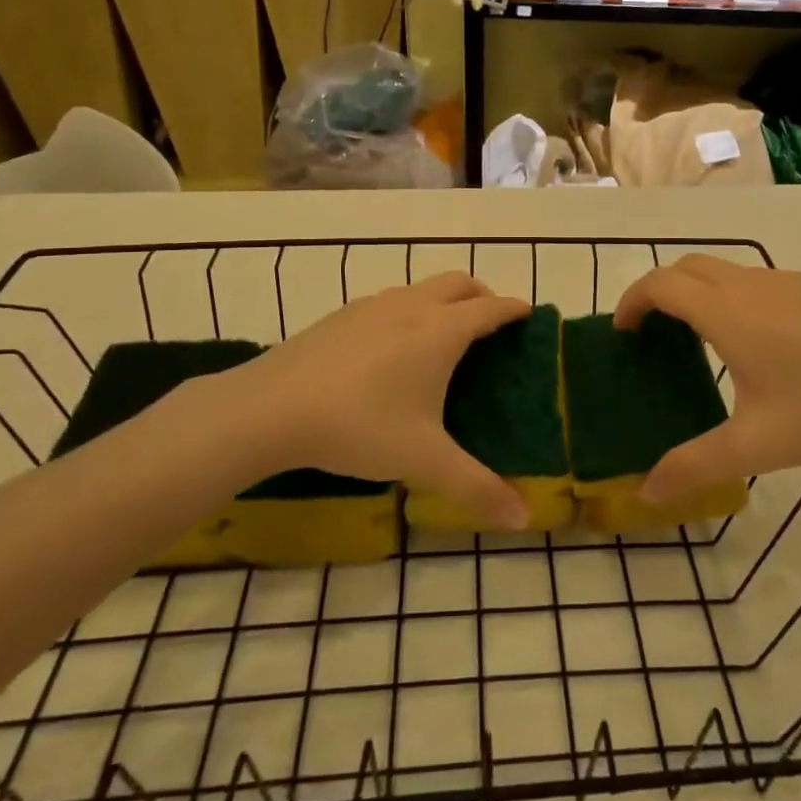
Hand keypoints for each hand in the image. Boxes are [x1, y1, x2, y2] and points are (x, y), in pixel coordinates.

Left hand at [210, 272, 532, 528]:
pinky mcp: (342, 315)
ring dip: (444, 300)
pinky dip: (410, 310)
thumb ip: (477, 488)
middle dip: (483, 295)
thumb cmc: (360, 426)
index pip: (491, 308)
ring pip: (422, 287)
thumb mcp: (423, 460)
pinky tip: (392, 349)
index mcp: (441, 331)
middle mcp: (412, 306)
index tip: (529, 315)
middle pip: (460, 283)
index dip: (514, 309)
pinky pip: (391, 301)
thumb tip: (523, 518)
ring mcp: (373, 306)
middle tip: (492, 324)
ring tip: (444, 337)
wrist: (271, 408)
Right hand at [615, 256, 800, 504]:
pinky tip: (755, 344)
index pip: (661, 284)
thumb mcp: (757, 446)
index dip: (632, 301)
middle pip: (688, 266)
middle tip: (652, 333)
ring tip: (697, 340)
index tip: (622, 331)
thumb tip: (647, 493)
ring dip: (697, 292)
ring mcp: (788, 282)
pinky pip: (754, 281)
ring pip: (724, 270)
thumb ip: (695, 466)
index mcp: (727, 312)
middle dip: (659, 290)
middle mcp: (751, 285)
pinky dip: (730, 296)